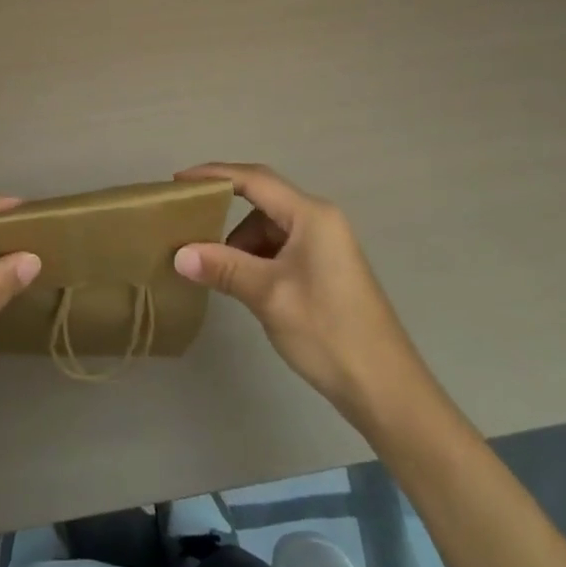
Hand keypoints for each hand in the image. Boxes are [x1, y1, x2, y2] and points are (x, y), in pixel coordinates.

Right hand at [172, 163, 414, 408]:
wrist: (387, 391)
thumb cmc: (328, 332)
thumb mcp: (269, 296)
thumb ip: (223, 268)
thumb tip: (179, 254)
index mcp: (311, 216)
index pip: (254, 179)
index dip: (214, 175)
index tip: (178, 182)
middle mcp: (320, 220)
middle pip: (262, 201)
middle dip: (224, 211)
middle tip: (188, 222)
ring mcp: (326, 245)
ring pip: (270, 227)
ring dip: (241, 242)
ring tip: (215, 268)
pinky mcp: (326, 268)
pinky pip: (281, 248)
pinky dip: (257, 258)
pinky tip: (243, 283)